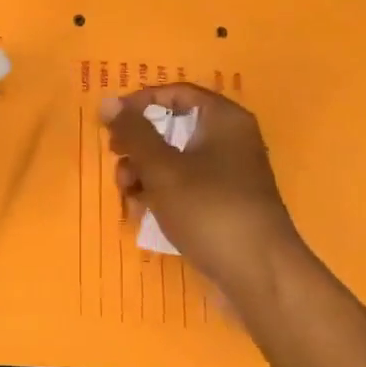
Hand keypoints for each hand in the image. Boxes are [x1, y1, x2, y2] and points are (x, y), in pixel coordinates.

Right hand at [101, 85, 302, 296]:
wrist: (257, 273)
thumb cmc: (209, 209)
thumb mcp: (162, 168)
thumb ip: (134, 133)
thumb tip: (108, 102)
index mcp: (223, 121)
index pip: (176, 93)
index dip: (140, 103)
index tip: (110, 123)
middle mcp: (229, 141)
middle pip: (172, 127)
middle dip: (138, 145)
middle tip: (117, 161)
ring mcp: (227, 175)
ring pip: (173, 160)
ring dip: (143, 173)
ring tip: (127, 195)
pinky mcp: (221, 204)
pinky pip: (183, 186)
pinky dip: (160, 193)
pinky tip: (141, 211)